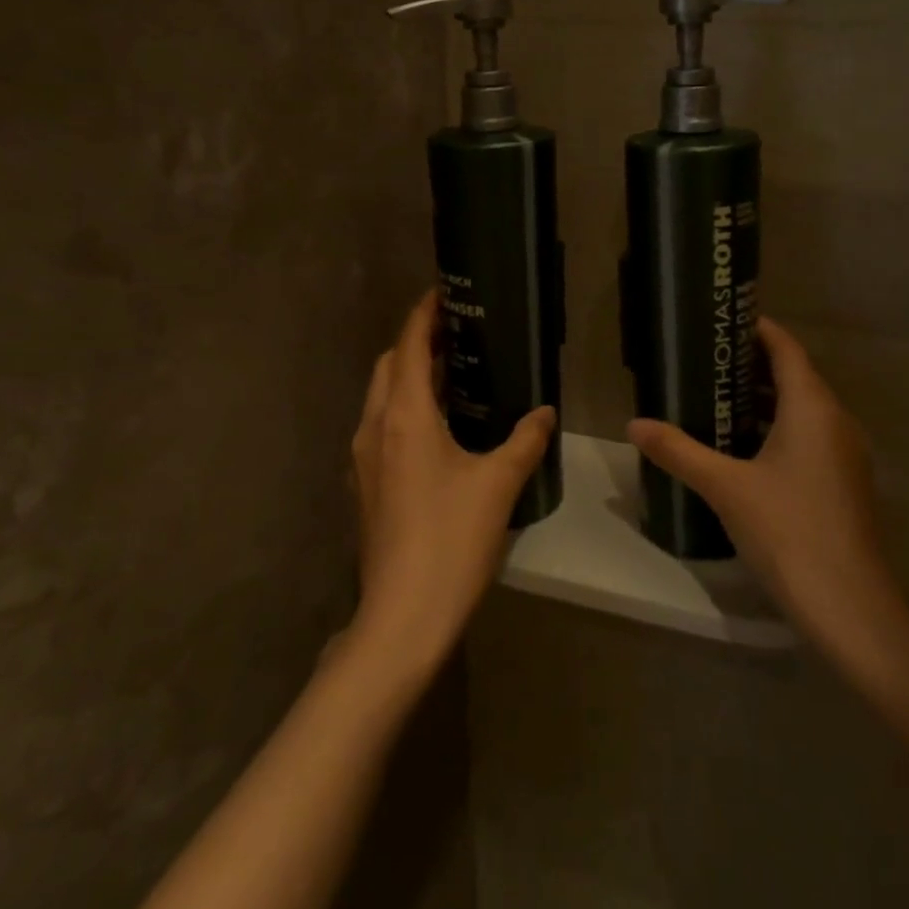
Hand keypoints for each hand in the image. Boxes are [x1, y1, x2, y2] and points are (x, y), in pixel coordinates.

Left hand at [349, 290, 555, 674]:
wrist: (402, 615)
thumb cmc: (450, 539)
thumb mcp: (498, 484)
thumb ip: (525, 440)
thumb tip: (544, 412)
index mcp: (404, 416)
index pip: (410, 346)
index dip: (424, 315)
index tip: (443, 293)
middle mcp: (375, 428)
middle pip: (389, 366)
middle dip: (416, 343)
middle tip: (457, 335)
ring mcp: (364, 460)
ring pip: (382, 398)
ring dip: (410, 378)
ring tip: (453, 375)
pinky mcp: (366, 486)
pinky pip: (382, 427)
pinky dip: (405, 409)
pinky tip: (438, 429)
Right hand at [627, 318, 908, 683]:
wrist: (850, 608)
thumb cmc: (789, 532)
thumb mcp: (725, 487)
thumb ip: (679, 451)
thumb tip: (634, 424)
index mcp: (813, 408)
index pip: (787, 349)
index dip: (759, 330)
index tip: (722, 322)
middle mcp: (836, 422)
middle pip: (795, 376)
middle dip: (752, 366)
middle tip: (705, 363)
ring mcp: (845, 455)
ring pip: (803, 410)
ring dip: (764, 401)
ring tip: (715, 401)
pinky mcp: (844, 484)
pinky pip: (809, 437)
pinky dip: (778, 430)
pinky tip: (743, 451)